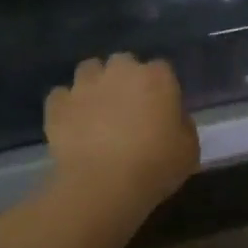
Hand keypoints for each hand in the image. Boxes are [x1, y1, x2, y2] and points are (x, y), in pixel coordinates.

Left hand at [44, 53, 200, 212]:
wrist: (102, 185)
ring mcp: (85, 85)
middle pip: (123, 62)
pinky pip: (61, 96)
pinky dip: (65, 106)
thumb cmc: (155, 166)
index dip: (160, 88)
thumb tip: (173, 119)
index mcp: (157, 77)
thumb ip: (183, 126)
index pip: (162, 69)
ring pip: (89, 70)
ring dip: (94, 85)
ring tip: (96, 111)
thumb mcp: (189, 150)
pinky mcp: (58, 104)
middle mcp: (120, 70)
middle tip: (127, 109)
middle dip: (125, 79)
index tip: (160, 109)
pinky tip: (71, 124)